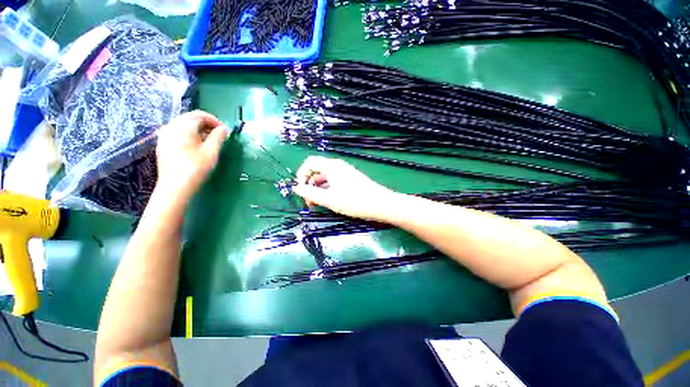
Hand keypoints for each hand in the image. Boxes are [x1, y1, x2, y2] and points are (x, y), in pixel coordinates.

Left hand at [155, 110, 228, 202]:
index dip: (214, 120)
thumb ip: (218, 137)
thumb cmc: (196, 167)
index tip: (224, 131)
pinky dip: (189, 136)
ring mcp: (164, 136)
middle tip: (218, 136)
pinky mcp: (162, 145)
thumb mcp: (211, 151)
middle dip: (206, 125)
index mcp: (183, 126)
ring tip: (208, 142)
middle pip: (190, 119)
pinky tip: (195, 147)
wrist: (175, 186)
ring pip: (183, 126)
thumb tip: (224, 128)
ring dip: (198, 130)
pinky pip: (177, 134)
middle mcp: (171, 127)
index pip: (200, 115)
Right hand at [292, 156, 396, 220]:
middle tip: (308, 202)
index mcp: (331, 166)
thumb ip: (311, 193)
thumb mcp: (329, 199)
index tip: (300, 189)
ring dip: (318, 189)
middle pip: (317, 170)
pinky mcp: (350, 179)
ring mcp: (345, 172)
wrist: (380, 204)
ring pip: (326, 177)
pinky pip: (334, 181)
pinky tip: (328, 201)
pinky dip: (327, 189)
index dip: (301, 174)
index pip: (310, 162)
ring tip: (317, 204)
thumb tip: (296, 188)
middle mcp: (337, 166)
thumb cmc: (353, 201)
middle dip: (309, 184)